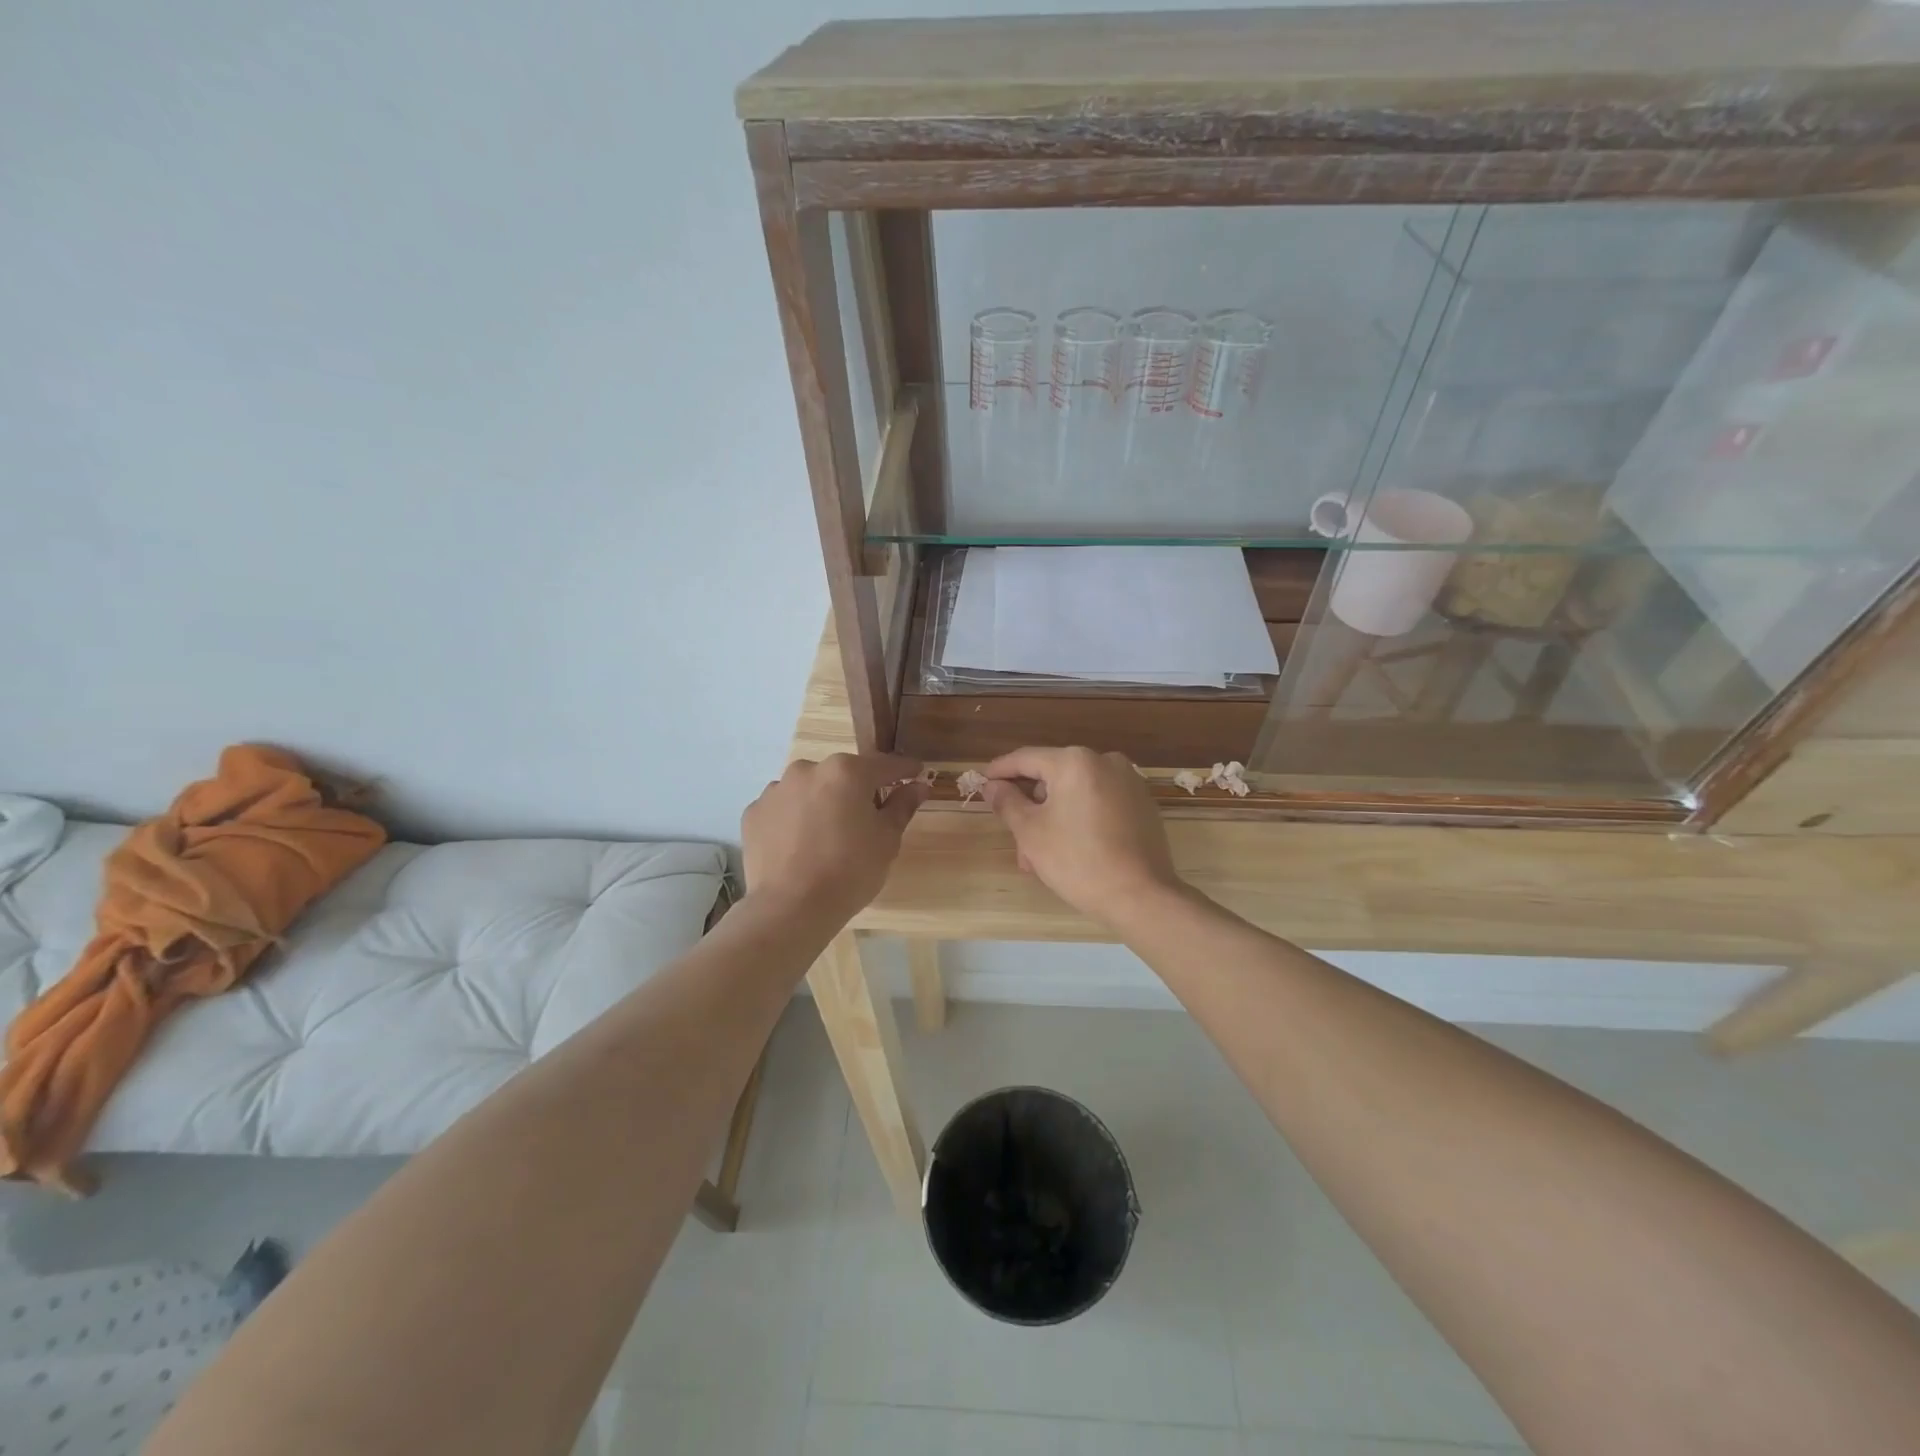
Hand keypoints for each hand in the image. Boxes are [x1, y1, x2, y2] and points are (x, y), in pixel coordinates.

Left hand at [742, 753, 927, 924]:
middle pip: (842, 775)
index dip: (904, 771)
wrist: (790, 908)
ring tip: (828, 836)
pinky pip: (783, 809)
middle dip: (857, 790)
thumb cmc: (850, 871)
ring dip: (822, 802)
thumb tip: (918, 786)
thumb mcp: (887, 840)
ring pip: (809, 790)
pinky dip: (794, 819)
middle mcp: (807, 769)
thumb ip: (902, 806)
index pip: (884, 765)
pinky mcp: (753, 813)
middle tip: (868, 818)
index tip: (917, 774)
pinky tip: (800, 845)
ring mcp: (776, 790)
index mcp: (846, 771)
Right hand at [981, 747, 1180, 925]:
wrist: (1141, 896)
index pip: (1026, 758)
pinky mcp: (1142, 804)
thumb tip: (992, 786)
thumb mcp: (1031, 833)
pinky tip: (1070, 850)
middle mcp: (1104, 761)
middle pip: (1053, 777)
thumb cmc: (1078, 861)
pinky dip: (1079, 819)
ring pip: (1075, 793)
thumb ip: (1008, 802)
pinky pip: (1099, 803)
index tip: (981, 783)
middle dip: (1030, 807)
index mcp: (1075, 761)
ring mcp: (1128, 781)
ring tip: (1040, 858)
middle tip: (1015, 840)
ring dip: (1053, 818)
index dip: (1000, 771)